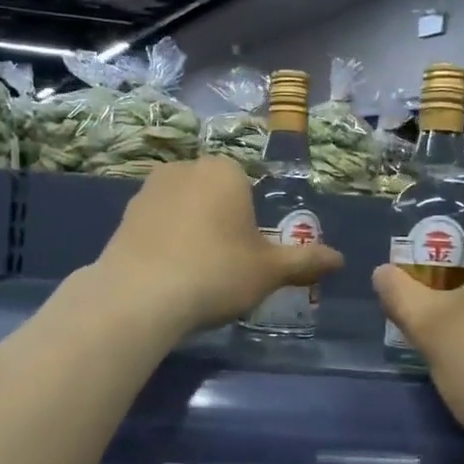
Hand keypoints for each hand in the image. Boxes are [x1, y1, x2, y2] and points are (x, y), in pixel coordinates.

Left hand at [94, 157, 344, 334]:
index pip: (247, 187)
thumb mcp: (269, 271)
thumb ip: (305, 260)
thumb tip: (340, 259)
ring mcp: (148, 190)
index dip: (250, 222)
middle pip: (213, 195)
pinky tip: (166, 275)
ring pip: (182, 209)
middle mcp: (184, 168)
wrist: (139, 296)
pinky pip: (155, 226)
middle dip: (220, 223)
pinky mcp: (123, 215)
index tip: (247, 255)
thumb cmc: (216, 272)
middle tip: (223, 266)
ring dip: (190, 232)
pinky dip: (163, 243)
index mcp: (224, 170)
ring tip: (193, 274)